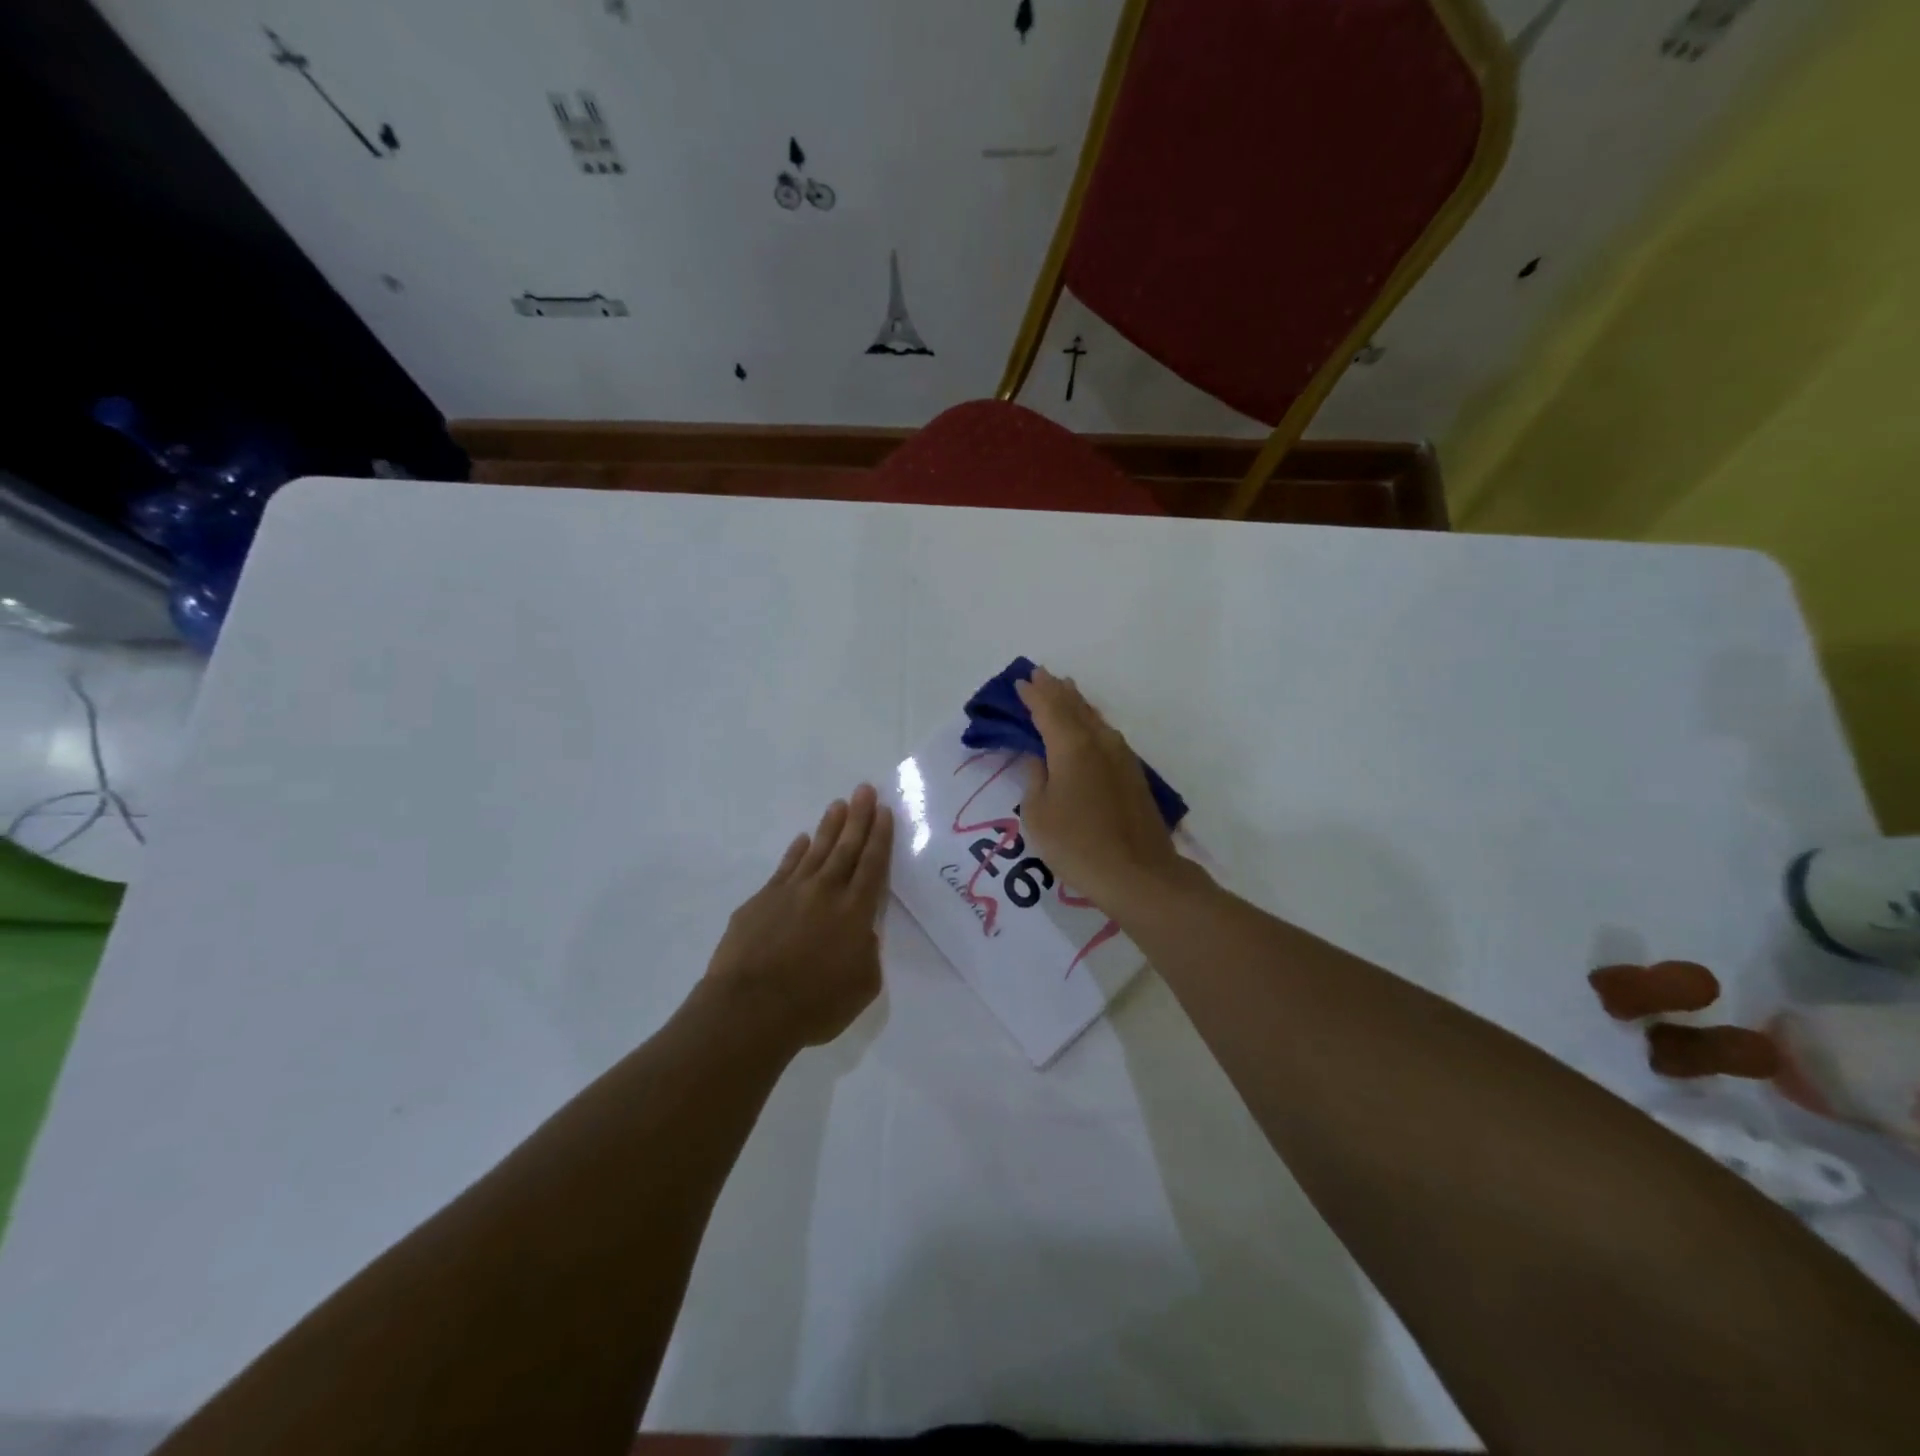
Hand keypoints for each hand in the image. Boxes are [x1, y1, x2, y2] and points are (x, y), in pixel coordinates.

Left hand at [703, 783, 893, 1048]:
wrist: (750, 1008)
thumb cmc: (814, 1004)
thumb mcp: (862, 986)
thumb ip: (867, 954)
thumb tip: (862, 935)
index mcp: (855, 912)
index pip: (872, 865)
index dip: (880, 837)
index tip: (883, 810)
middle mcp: (826, 892)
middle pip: (846, 848)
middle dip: (858, 818)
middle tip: (864, 790)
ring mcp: (790, 892)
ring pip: (816, 851)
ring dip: (829, 827)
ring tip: (838, 804)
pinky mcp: (761, 900)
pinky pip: (785, 867)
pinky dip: (796, 851)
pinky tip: (802, 840)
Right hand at [1014, 666, 1190, 913]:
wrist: (1137, 873)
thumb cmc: (1077, 844)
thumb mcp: (1038, 814)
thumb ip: (1035, 778)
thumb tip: (1040, 758)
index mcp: (1071, 746)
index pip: (1047, 709)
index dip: (1032, 694)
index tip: (1020, 681)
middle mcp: (1098, 741)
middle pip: (1074, 706)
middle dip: (1055, 690)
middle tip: (1040, 674)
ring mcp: (1121, 756)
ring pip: (1094, 718)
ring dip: (1076, 702)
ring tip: (1064, 689)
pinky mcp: (1133, 773)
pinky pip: (1106, 734)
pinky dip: (1091, 722)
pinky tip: (1089, 726)